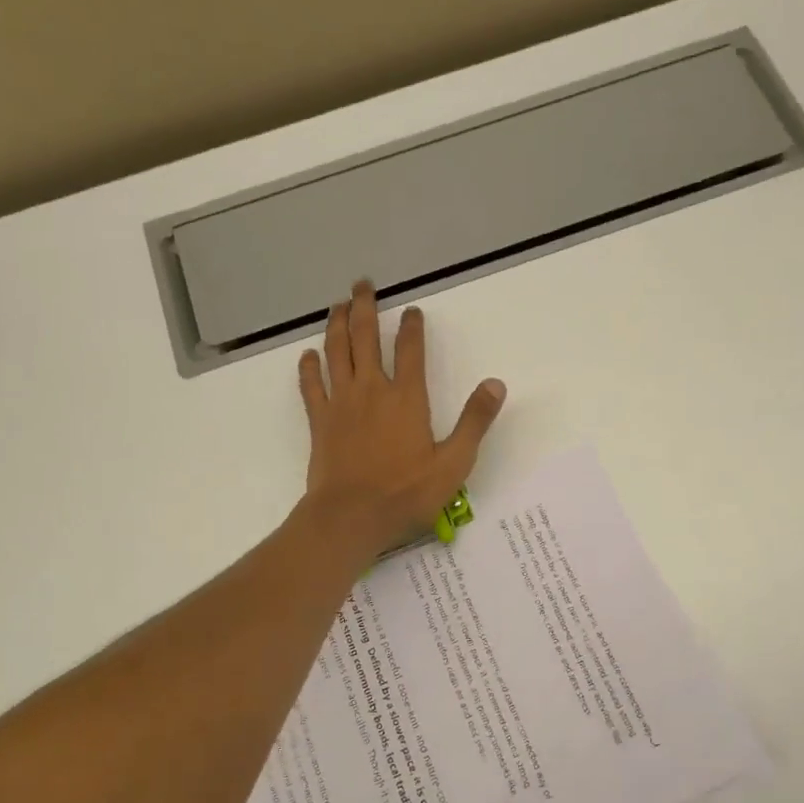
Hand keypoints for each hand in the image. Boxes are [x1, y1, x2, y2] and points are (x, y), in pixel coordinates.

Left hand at [298, 281, 505, 555]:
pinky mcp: (319, 421)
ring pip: (336, 352)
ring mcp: (341, 403)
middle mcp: (372, 390)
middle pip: (365, 337)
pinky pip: (311, 386)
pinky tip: (308, 355)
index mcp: (407, 398)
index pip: (411, 350)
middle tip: (362, 284)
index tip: (412, 310)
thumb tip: (495, 384)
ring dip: (337, 325)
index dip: (412, 327)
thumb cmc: (405, 493)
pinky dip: (309, 367)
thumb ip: (475, 421)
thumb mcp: (454, 463)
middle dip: (365, 307)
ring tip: (338, 305)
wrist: (350, 517)